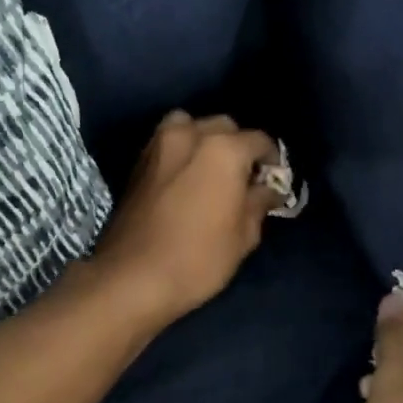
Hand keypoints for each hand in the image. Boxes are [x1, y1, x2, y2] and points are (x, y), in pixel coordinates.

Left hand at [89, 111, 280, 328]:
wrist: (131, 277)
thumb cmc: (198, 258)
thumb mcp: (244, 236)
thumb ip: (259, 203)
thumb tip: (268, 189)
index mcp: (224, 149)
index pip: (259, 140)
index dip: (272, 159)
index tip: (272, 181)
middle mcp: (191, 134)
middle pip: (224, 126)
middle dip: (237, 146)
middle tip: (242, 178)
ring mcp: (160, 144)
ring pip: (190, 125)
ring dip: (204, 140)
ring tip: (210, 171)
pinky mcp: (138, 160)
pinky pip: (168, 141)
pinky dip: (181, 150)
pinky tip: (185, 178)